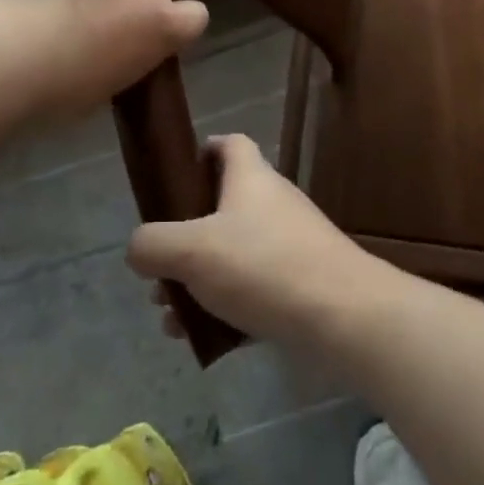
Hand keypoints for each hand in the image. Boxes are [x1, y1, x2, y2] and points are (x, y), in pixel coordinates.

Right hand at [127, 134, 391, 347]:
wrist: (344, 316)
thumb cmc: (263, 266)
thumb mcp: (192, 250)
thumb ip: (153, 245)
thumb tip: (139, 249)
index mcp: (251, 179)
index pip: (230, 145)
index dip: (201, 151)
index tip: (173, 177)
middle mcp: (272, 205)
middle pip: (220, 209)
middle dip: (183, 241)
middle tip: (159, 273)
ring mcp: (290, 245)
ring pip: (232, 256)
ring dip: (197, 283)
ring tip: (171, 318)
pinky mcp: (301, 284)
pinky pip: (252, 290)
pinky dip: (225, 309)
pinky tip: (201, 339)